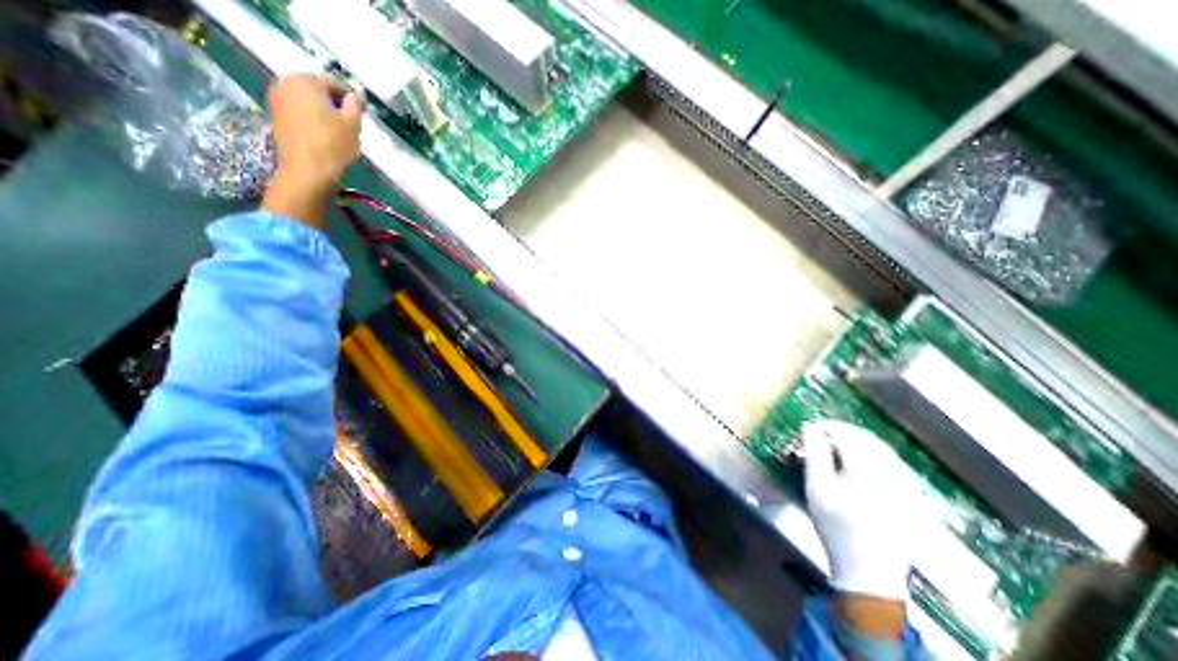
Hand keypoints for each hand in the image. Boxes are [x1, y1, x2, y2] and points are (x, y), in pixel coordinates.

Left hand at [262, 73, 364, 226]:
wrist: (307, 170)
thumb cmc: (333, 144)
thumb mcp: (352, 123)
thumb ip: (355, 105)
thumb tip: (354, 97)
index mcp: (305, 80)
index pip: (334, 83)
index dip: (352, 97)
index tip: (364, 111)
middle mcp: (285, 83)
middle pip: (317, 90)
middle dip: (335, 103)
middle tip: (352, 121)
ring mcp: (276, 100)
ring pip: (307, 102)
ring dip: (324, 112)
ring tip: (340, 130)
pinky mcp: (276, 118)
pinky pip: (299, 113)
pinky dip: (313, 120)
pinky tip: (325, 136)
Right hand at [806, 421, 925, 600]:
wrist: (867, 569)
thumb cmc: (835, 527)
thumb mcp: (817, 489)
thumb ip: (814, 454)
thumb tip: (809, 427)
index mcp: (869, 476)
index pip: (848, 437)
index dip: (827, 427)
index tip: (810, 426)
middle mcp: (894, 477)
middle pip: (868, 439)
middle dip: (842, 430)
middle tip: (820, 431)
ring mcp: (907, 487)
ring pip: (883, 448)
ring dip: (858, 439)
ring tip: (836, 440)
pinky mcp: (912, 496)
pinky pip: (894, 462)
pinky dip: (874, 452)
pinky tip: (860, 456)